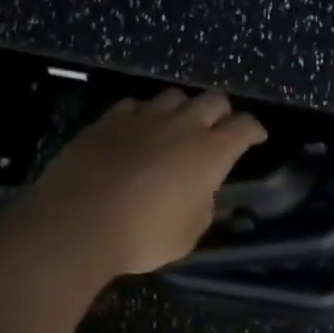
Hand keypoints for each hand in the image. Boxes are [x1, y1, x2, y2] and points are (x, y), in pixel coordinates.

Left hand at [25, 88, 267, 276]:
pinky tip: (138, 129)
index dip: (254, 130)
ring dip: (183, 109)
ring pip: (174, 96)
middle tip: (219, 129)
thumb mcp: (188, 234)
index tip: (256, 137)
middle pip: (213, 100)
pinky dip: (144, 114)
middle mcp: (181, 126)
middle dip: (222, 112)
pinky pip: (135, 105)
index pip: (244, 127)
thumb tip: (201, 193)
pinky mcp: (108, 120)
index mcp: (210, 152)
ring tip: (177, 126)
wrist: (77, 223)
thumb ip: (202, 206)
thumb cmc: (143, 236)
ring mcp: (142, 118)